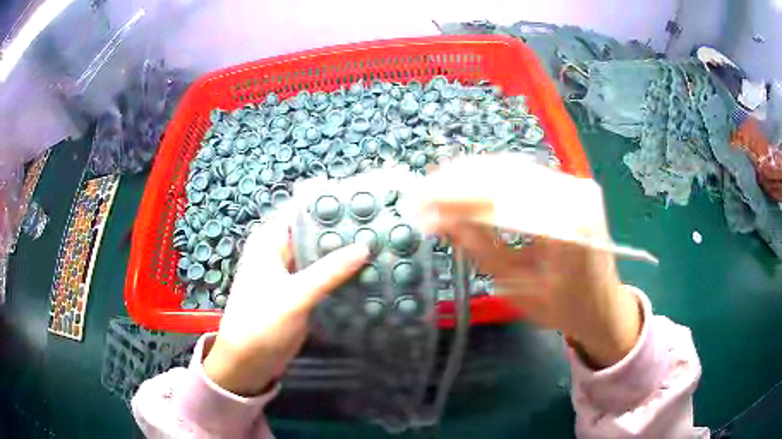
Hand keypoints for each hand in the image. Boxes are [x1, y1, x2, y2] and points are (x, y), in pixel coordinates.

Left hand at [203, 209, 368, 395]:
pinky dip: (342, 274)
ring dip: (344, 253)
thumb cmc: (261, 322)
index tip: (362, 199)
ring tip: (380, 243)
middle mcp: (281, 251)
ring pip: (322, 255)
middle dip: (342, 229)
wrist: (249, 361)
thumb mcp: (295, 295)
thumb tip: (364, 246)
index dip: (329, 203)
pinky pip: (325, 276)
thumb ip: (329, 271)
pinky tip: (367, 271)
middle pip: (314, 232)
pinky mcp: (302, 292)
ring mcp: (293, 273)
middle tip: (380, 223)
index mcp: (270, 241)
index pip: (302, 211)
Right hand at [411, 154, 641, 367]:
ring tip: (434, 189)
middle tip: (419, 195)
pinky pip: (522, 173)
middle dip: (456, 182)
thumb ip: (482, 250)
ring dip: (469, 175)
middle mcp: (576, 194)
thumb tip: (442, 220)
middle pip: (506, 174)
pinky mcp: (569, 183)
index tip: (420, 207)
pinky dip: (489, 177)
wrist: (603, 303)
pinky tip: (465, 185)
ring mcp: (575, 183)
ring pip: (511, 167)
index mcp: (569, 228)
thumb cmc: (564, 308)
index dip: (456, 199)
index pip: (503, 198)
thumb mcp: (518, 289)